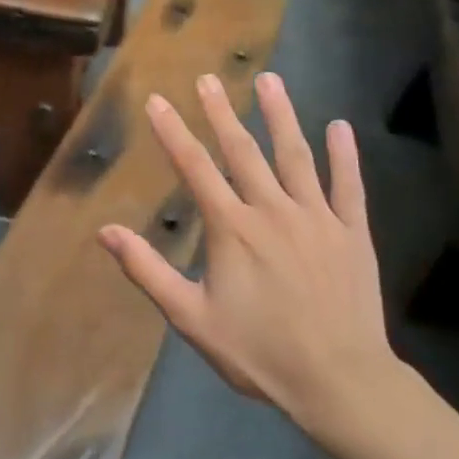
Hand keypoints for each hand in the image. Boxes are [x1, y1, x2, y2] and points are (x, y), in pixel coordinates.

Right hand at [98, 72, 398, 440]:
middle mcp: (273, 210)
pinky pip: (348, 186)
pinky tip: (340, 127)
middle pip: (243, 151)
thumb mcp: (192, 318)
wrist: (339, 381)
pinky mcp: (352, 233)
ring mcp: (317, 217)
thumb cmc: (260, 352)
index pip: (195, 168)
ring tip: (270, 79)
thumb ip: (148, 271)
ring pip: (296, 155)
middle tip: (209, 78)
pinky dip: (344, 155)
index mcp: (232, 229)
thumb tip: (106, 232)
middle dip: (222, 112)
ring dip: (282, 115)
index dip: (172, 132)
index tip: (158, 100)